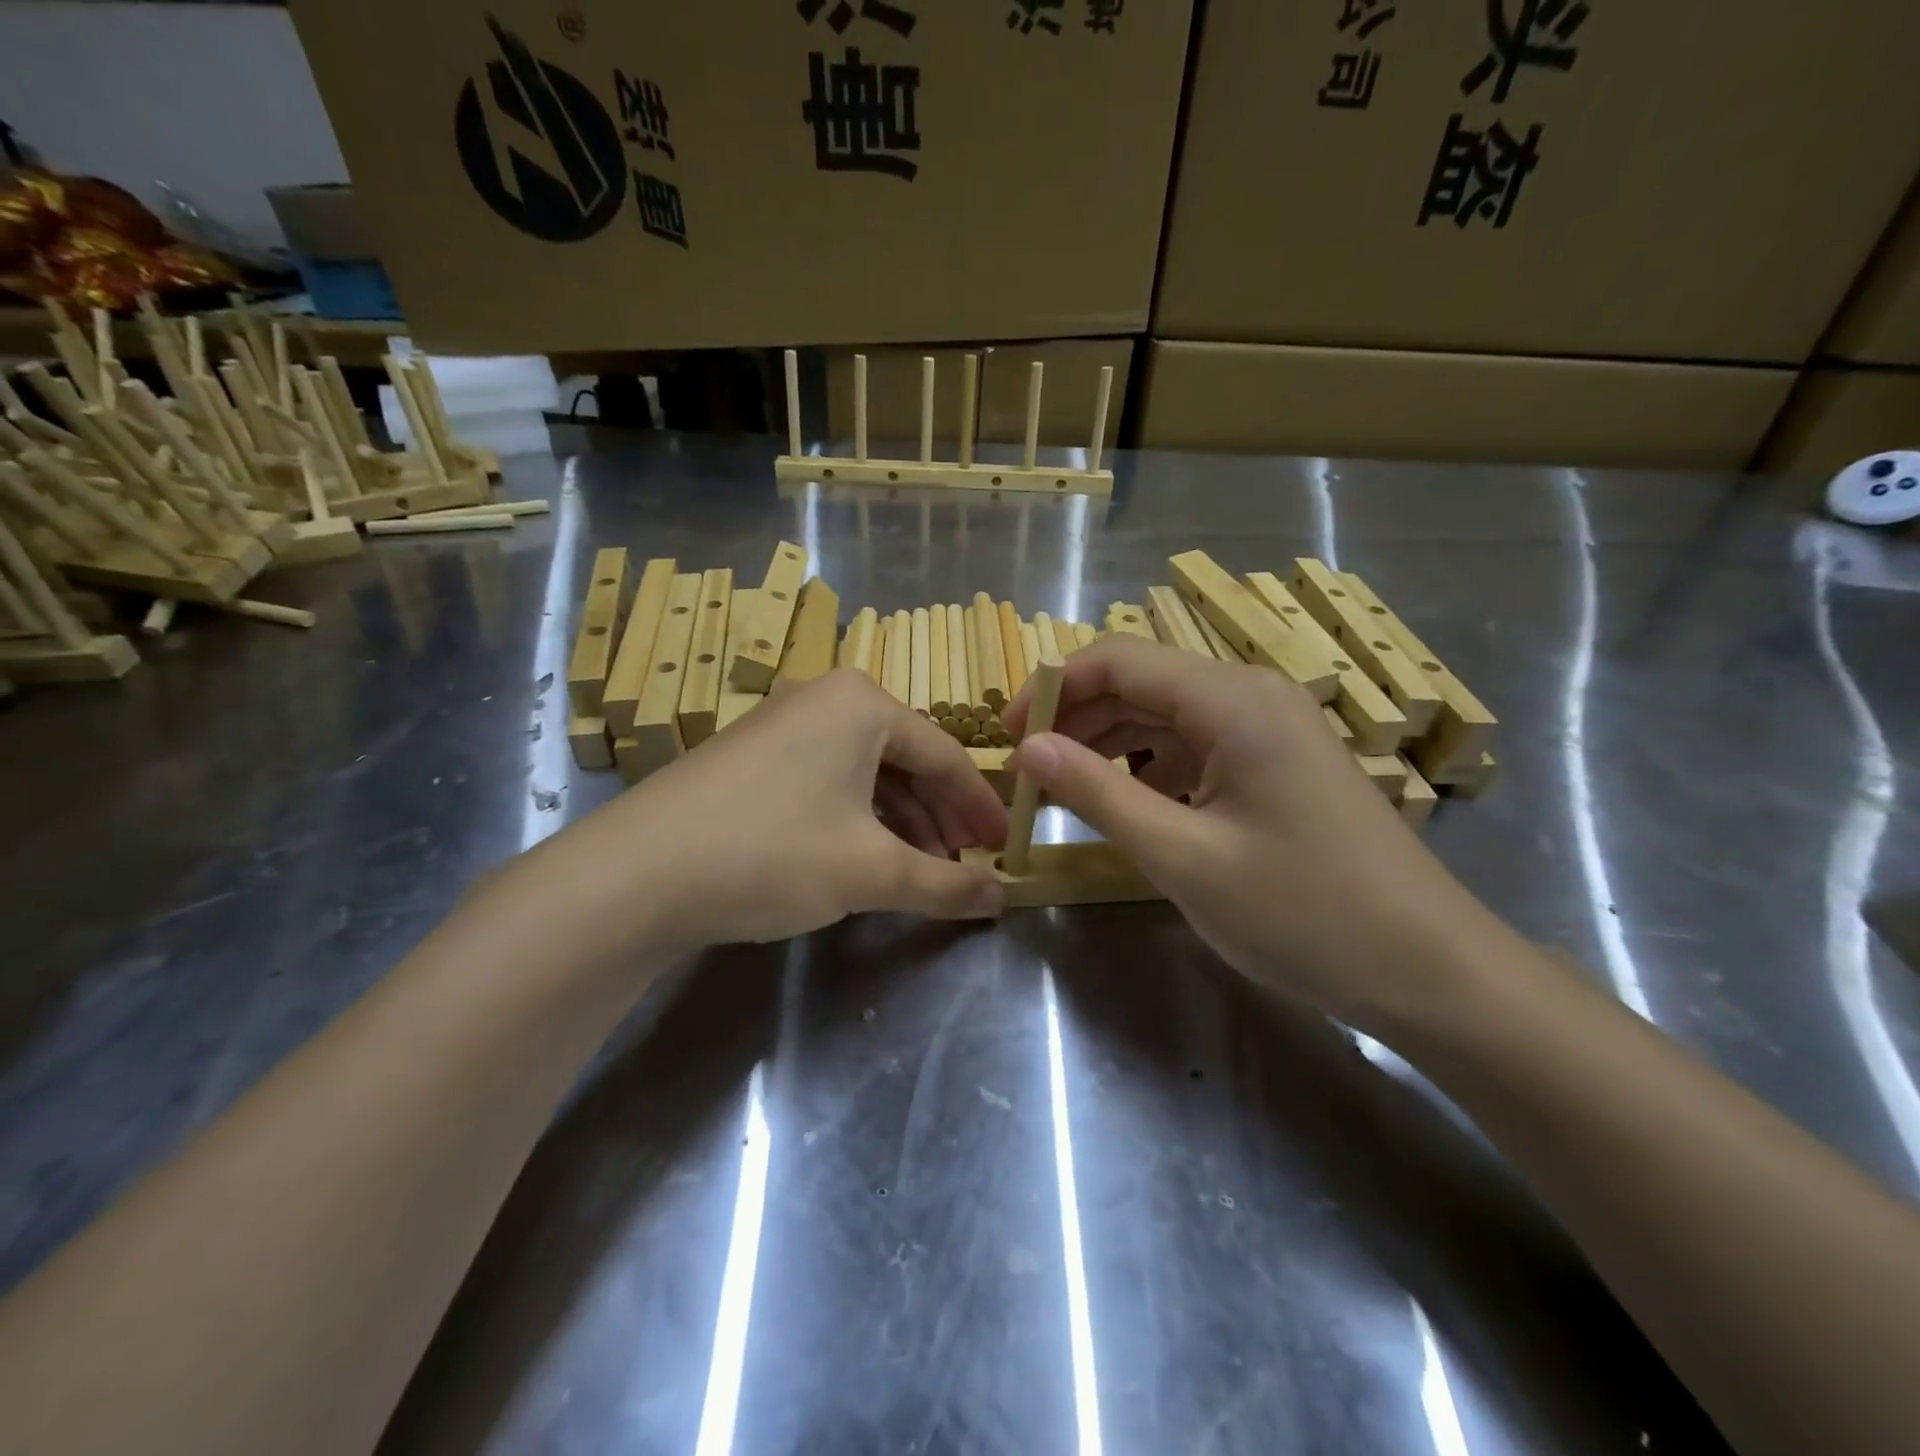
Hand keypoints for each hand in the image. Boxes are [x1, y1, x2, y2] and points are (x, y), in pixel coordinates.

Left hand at [516, 670, 1008, 959]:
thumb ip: (945, 885)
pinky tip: (866, 860)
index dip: (979, 808)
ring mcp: (783, 726)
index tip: (1005, 848)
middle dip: (940, 819)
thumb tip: (1003, 897)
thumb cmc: (772, 852)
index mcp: (862, 703)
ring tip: (923, 873)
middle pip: (906, 762)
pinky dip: (857, 822)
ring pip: (865, 775)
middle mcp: (825, 700)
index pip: (945, 756)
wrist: (634, 875)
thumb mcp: (870, 871)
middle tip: (968, 866)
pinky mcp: (752, 759)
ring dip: (900, 824)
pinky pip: (827, 783)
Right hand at [1002, 637, 1501, 1030]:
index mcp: (1232, 700)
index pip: (1117, 659)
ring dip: (1110, 746)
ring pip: (1165, 716)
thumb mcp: (1182, 856)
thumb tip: (1027, 749)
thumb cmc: (1303, 913)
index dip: (1053, 690)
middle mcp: (1252, 695)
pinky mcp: (1277, 763)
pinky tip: (1130, 807)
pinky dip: (1150, 768)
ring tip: (1066, 793)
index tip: (1009, 738)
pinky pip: (1196, 746)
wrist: (1428, 969)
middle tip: (1030, 776)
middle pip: (1140, 683)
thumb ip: (1098, 793)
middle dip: (1077, 721)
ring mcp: (1270, 728)